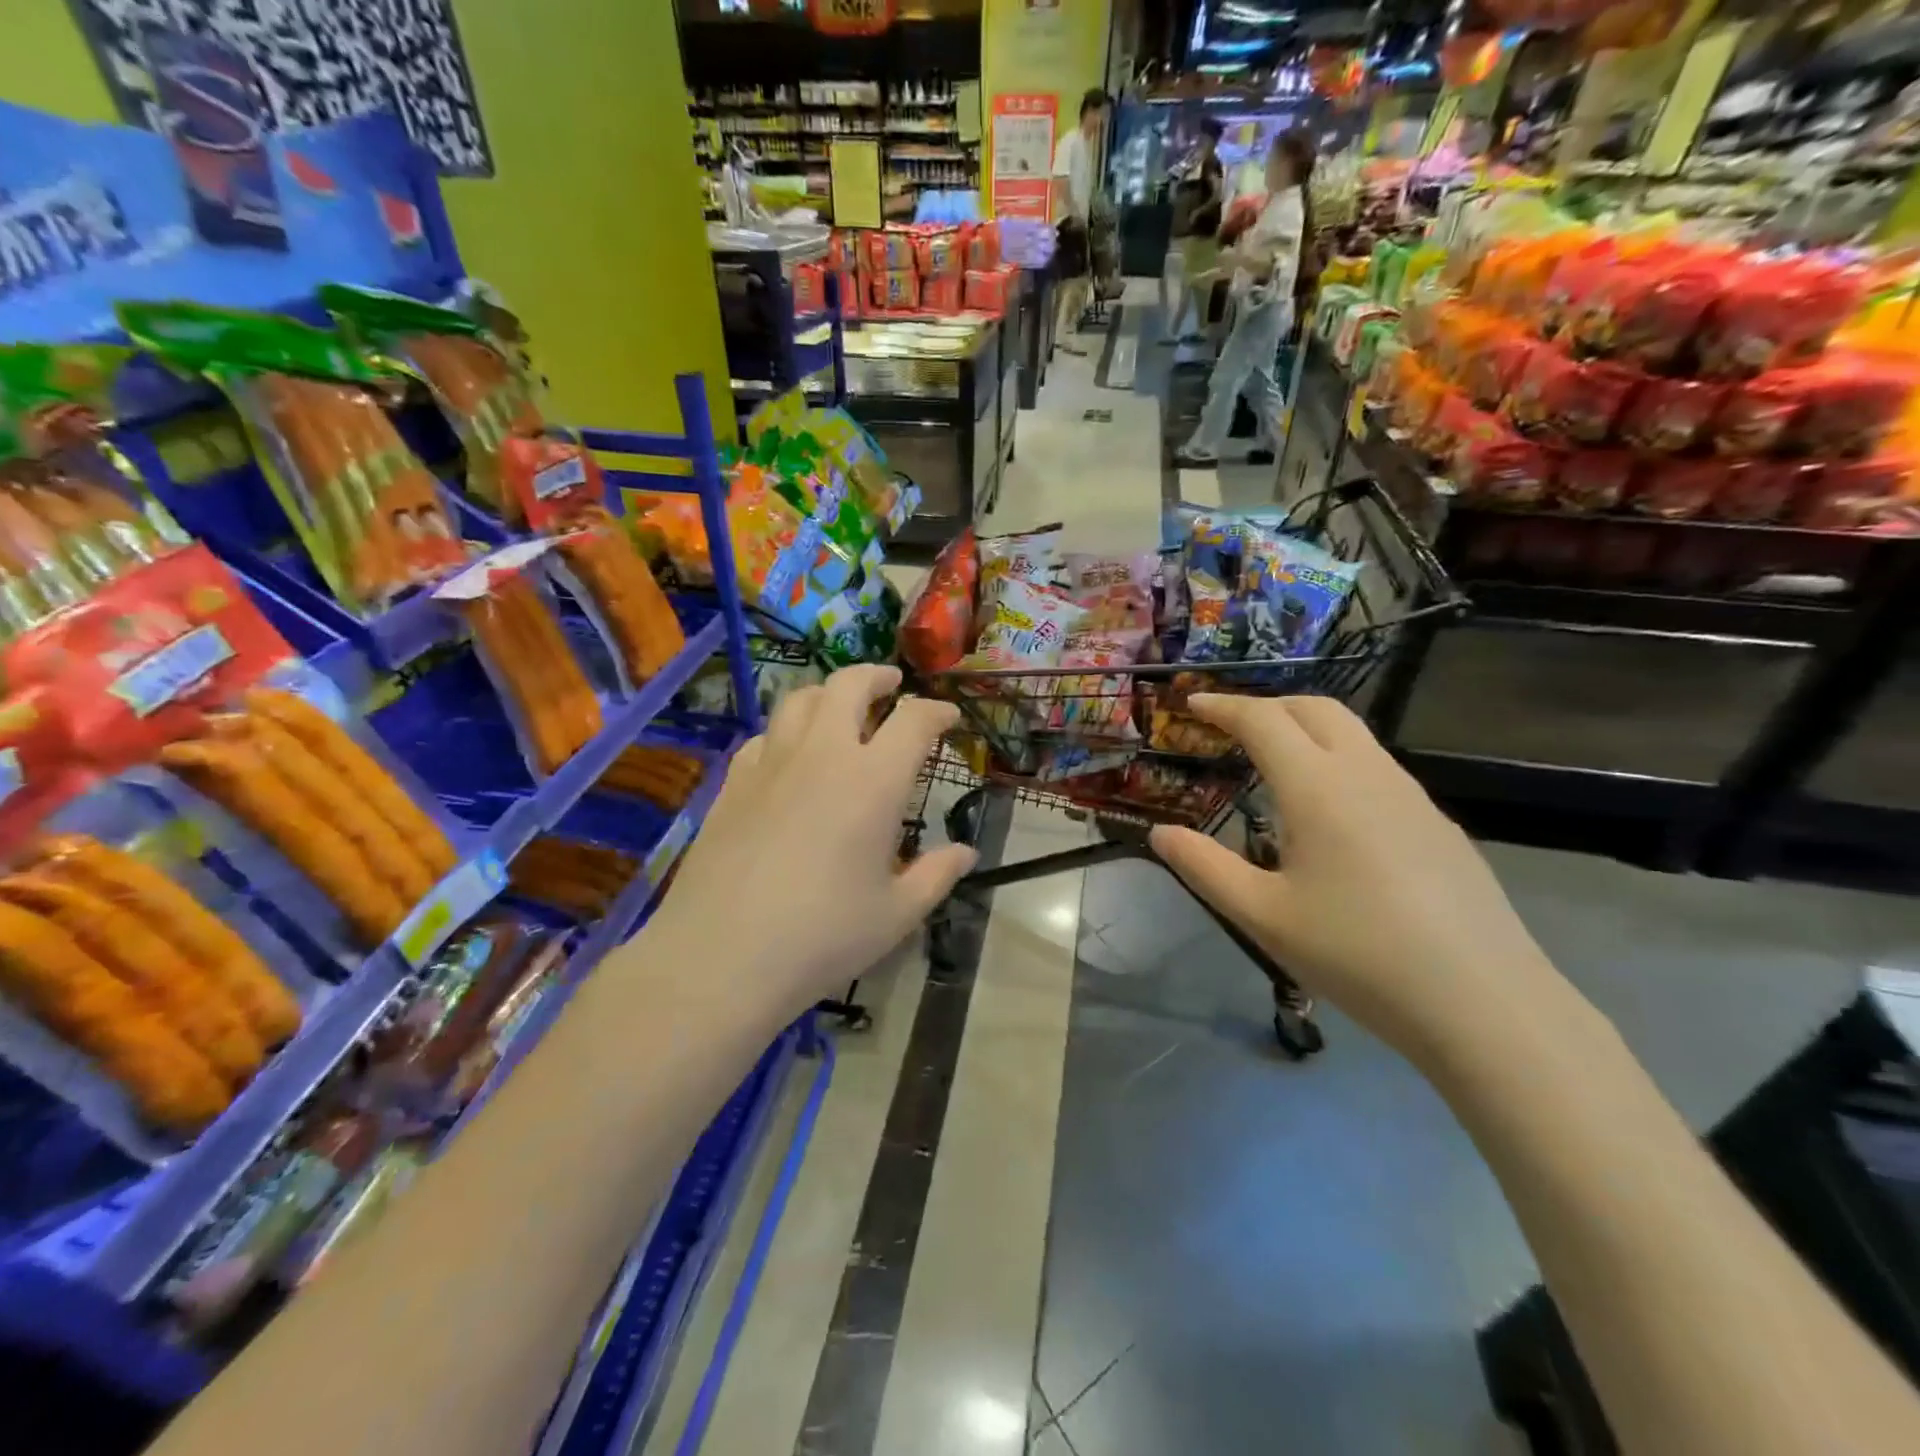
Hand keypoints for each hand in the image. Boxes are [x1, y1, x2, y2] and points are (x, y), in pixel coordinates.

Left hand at [646, 666, 974, 1015]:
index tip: (948, 718)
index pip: (913, 721)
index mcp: (873, 780)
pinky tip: (789, 755)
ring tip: (840, 707)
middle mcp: (822, 754)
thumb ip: (936, 875)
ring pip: (800, 699)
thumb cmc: (823, 936)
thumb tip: (966, 852)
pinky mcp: (732, 783)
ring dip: (828, 693)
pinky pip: (765, 736)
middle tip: (892, 685)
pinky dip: (787, 731)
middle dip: (877, 676)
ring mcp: (771, 763)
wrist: (721, 956)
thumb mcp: (897, 913)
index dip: (936, 712)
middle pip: (849, 685)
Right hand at [1149, 695, 1574, 1070]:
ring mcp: (1411, 796)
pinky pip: (1377, 768)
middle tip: (1231, 725)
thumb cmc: (1356, 953)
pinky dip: (1338, 761)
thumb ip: (1203, 867)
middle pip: (1315, 708)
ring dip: (1306, 729)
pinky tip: (1331, 814)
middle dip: (1268, 705)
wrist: (1484, 1003)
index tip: (1194, 703)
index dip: (1224, 706)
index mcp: (1318, 787)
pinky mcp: (1438, 824)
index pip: (1263, 720)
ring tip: (1275, 763)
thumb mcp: (1262, 915)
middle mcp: (1367, 774)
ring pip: (1353, 734)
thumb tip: (1160, 833)